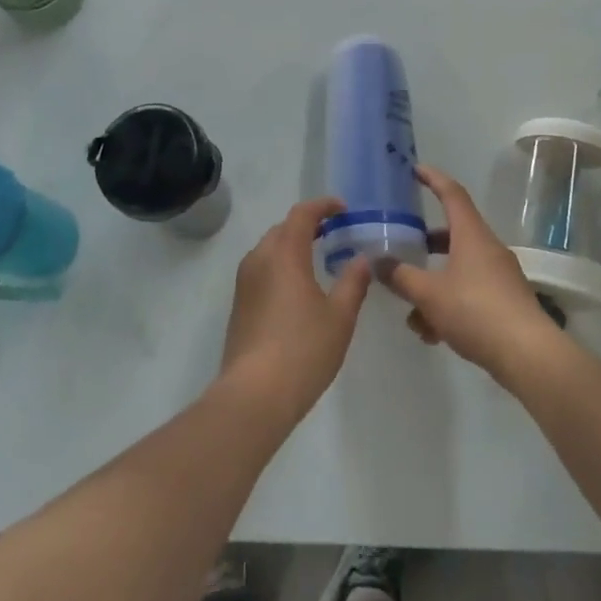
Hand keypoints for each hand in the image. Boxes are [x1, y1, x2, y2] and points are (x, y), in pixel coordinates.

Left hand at [219, 197, 372, 424]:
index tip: (342, 209)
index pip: (302, 214)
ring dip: (291, 245)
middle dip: (307, 224)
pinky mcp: (239, 304)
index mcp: (284, 253)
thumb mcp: (339, 317)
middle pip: (283, 228)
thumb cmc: (303, 349)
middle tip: (333, 232)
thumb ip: (353, 283)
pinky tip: (296, 287)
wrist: (254, 395)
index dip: (322, 206)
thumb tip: (361, 260)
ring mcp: (244, 282)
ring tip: (316, 258)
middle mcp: (259, 259)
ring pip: (269, 249)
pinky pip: (261, 269)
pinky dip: (280, 265)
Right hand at [382, 166, 564, 385]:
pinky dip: (449, 305)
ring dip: (433, 285)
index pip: (451, 193)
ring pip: (458, 269)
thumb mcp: (429, 294)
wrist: (528, 355)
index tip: (415, 169)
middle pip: (453, 234)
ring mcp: (500, 276)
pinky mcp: (505, 302)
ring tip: (412, 313)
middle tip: (404, 245)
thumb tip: (379, 262)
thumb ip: (400, 276)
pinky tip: (433, 334)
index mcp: (471, 235)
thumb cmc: (476, 311)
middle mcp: (488, 248)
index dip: (433, 178)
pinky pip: (470, 293)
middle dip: (426, 242)